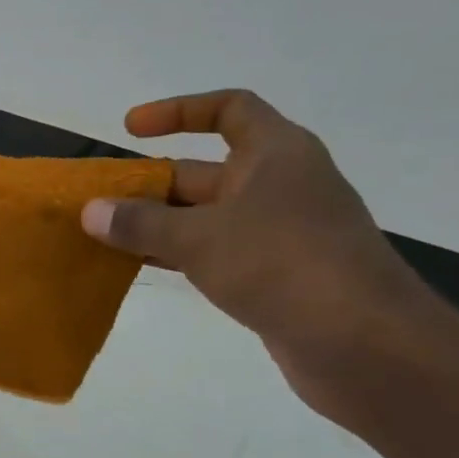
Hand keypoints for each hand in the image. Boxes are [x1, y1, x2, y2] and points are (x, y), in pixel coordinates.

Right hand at [79, 90, 434, 407]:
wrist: (368, 347)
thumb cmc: (283, 266)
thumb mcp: (199, 238)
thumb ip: (139, 223)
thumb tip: (90, 211)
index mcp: (277, 154)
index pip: (228, 109)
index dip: (178, 111)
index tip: (130, 129)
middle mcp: (281, 185)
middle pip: (205, 170)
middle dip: (151, 183)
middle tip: (100, 201)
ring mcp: (282, 233)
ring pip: (207, 216)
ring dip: (159, 224)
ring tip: (105, 236)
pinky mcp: (279, 275)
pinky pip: (217, 252)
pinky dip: (179, 254)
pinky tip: (141, 268)